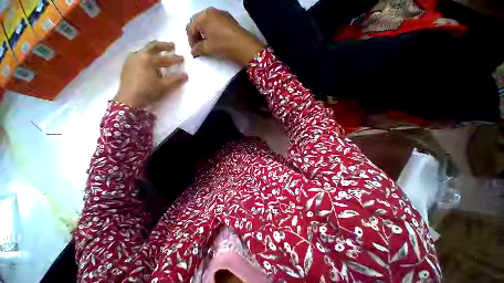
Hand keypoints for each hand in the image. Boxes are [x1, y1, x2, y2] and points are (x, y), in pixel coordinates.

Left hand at [114, 41, 187, 108]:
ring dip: (154, 51)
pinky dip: (147, 56)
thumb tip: (186, 75)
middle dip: (164, 46)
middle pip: (153, 46)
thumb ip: (175, 79)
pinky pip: (139, 56)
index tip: (183, 58)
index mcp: (148, 59)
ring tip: (161, 53)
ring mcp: (131, 59)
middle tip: (172, 46)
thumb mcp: (164, 86)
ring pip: (145, 51)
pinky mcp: (127, 64)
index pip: (166, 58)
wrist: (129, 99)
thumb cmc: (148, 91)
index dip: (175, 58)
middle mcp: (139, 55)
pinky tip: (149, 62)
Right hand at [187, 8, 265, 66]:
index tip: (194, 50)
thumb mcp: (209, 48)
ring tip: (207, 42)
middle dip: (196, 34)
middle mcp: (209, 11)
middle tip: (199, 45)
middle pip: (197, 22)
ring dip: (204, 31)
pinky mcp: (228, 17)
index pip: (190, 28)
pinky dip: (212, 28)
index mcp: (202, 17)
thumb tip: (193, 52)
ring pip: (206, 20)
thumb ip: (198, 49)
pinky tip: (216, 37)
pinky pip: (215, 21)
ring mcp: (220, 13)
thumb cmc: (223, 45)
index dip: (190, 40)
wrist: (243, 45)